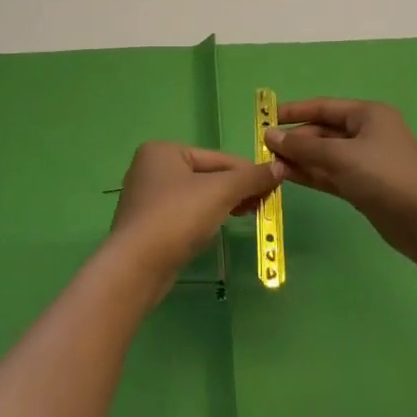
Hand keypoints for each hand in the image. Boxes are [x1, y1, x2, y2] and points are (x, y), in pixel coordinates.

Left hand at [107, 142, 282, 290]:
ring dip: (223, 204)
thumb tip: (279, 167)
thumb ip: (250, 178)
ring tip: (248, 215)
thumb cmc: (177, 217)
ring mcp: (146, 198)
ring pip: (196, 195)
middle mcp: (150, 168)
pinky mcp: (147, 224)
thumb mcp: (220, 192)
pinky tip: (217, 228)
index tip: (274, 187)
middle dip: (236, 189)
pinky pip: (184, 214)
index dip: (248, 172)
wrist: (136, 266)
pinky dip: (204, 218)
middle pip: (207, 175)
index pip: (218, 158)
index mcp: (163, 150)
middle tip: (263, 204)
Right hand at [264, 99, 416, 264]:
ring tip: (269, 164)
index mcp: (368, 115)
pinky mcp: (363, 186)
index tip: (266, 118)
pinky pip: (330, 174)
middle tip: (264, 149)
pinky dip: (310, 174)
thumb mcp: (341, 157)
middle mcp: (367, 134)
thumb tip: (269, 135)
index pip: (324, 107)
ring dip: (299, 158)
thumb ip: (303, 147)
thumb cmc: (385, 176)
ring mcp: (365, 161)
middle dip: (295, 139)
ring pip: (325, 155)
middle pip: (323, 132)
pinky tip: (286, 176)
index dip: (295, 111)